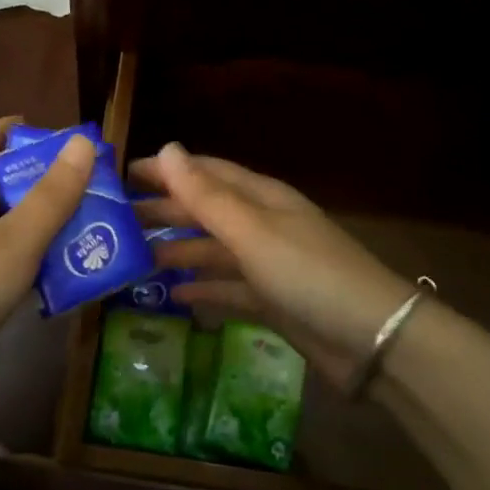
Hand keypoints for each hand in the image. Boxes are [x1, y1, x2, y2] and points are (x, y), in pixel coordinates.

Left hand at [0, 118, 95, 429]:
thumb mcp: (16, 238)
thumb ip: (52, 194)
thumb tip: (83, 142)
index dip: (3, 131)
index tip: (37, 124)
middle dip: (38, 179)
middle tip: (84, 179)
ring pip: (6, 230)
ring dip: (42, 223)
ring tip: (89, 222)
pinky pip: (6, 267)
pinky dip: (35, 263)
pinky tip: (66, 272)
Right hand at [130, 143, 413, 385]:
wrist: (373, 341)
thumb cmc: (309, 274)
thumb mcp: (252, 232)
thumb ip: (206, 196)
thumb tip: (166, 148)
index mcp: (260, 198)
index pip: (205, 172)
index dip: (166, 170)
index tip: (122, 175)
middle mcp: (262, 225)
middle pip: (205, 210)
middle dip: (165, 210)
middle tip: (116, 220)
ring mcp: (268, 264)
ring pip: (213, 250)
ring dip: (178, 250)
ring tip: (135, 258)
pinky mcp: (272, 302)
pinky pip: (228, 288)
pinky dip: (203, 289)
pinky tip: (174, 296)